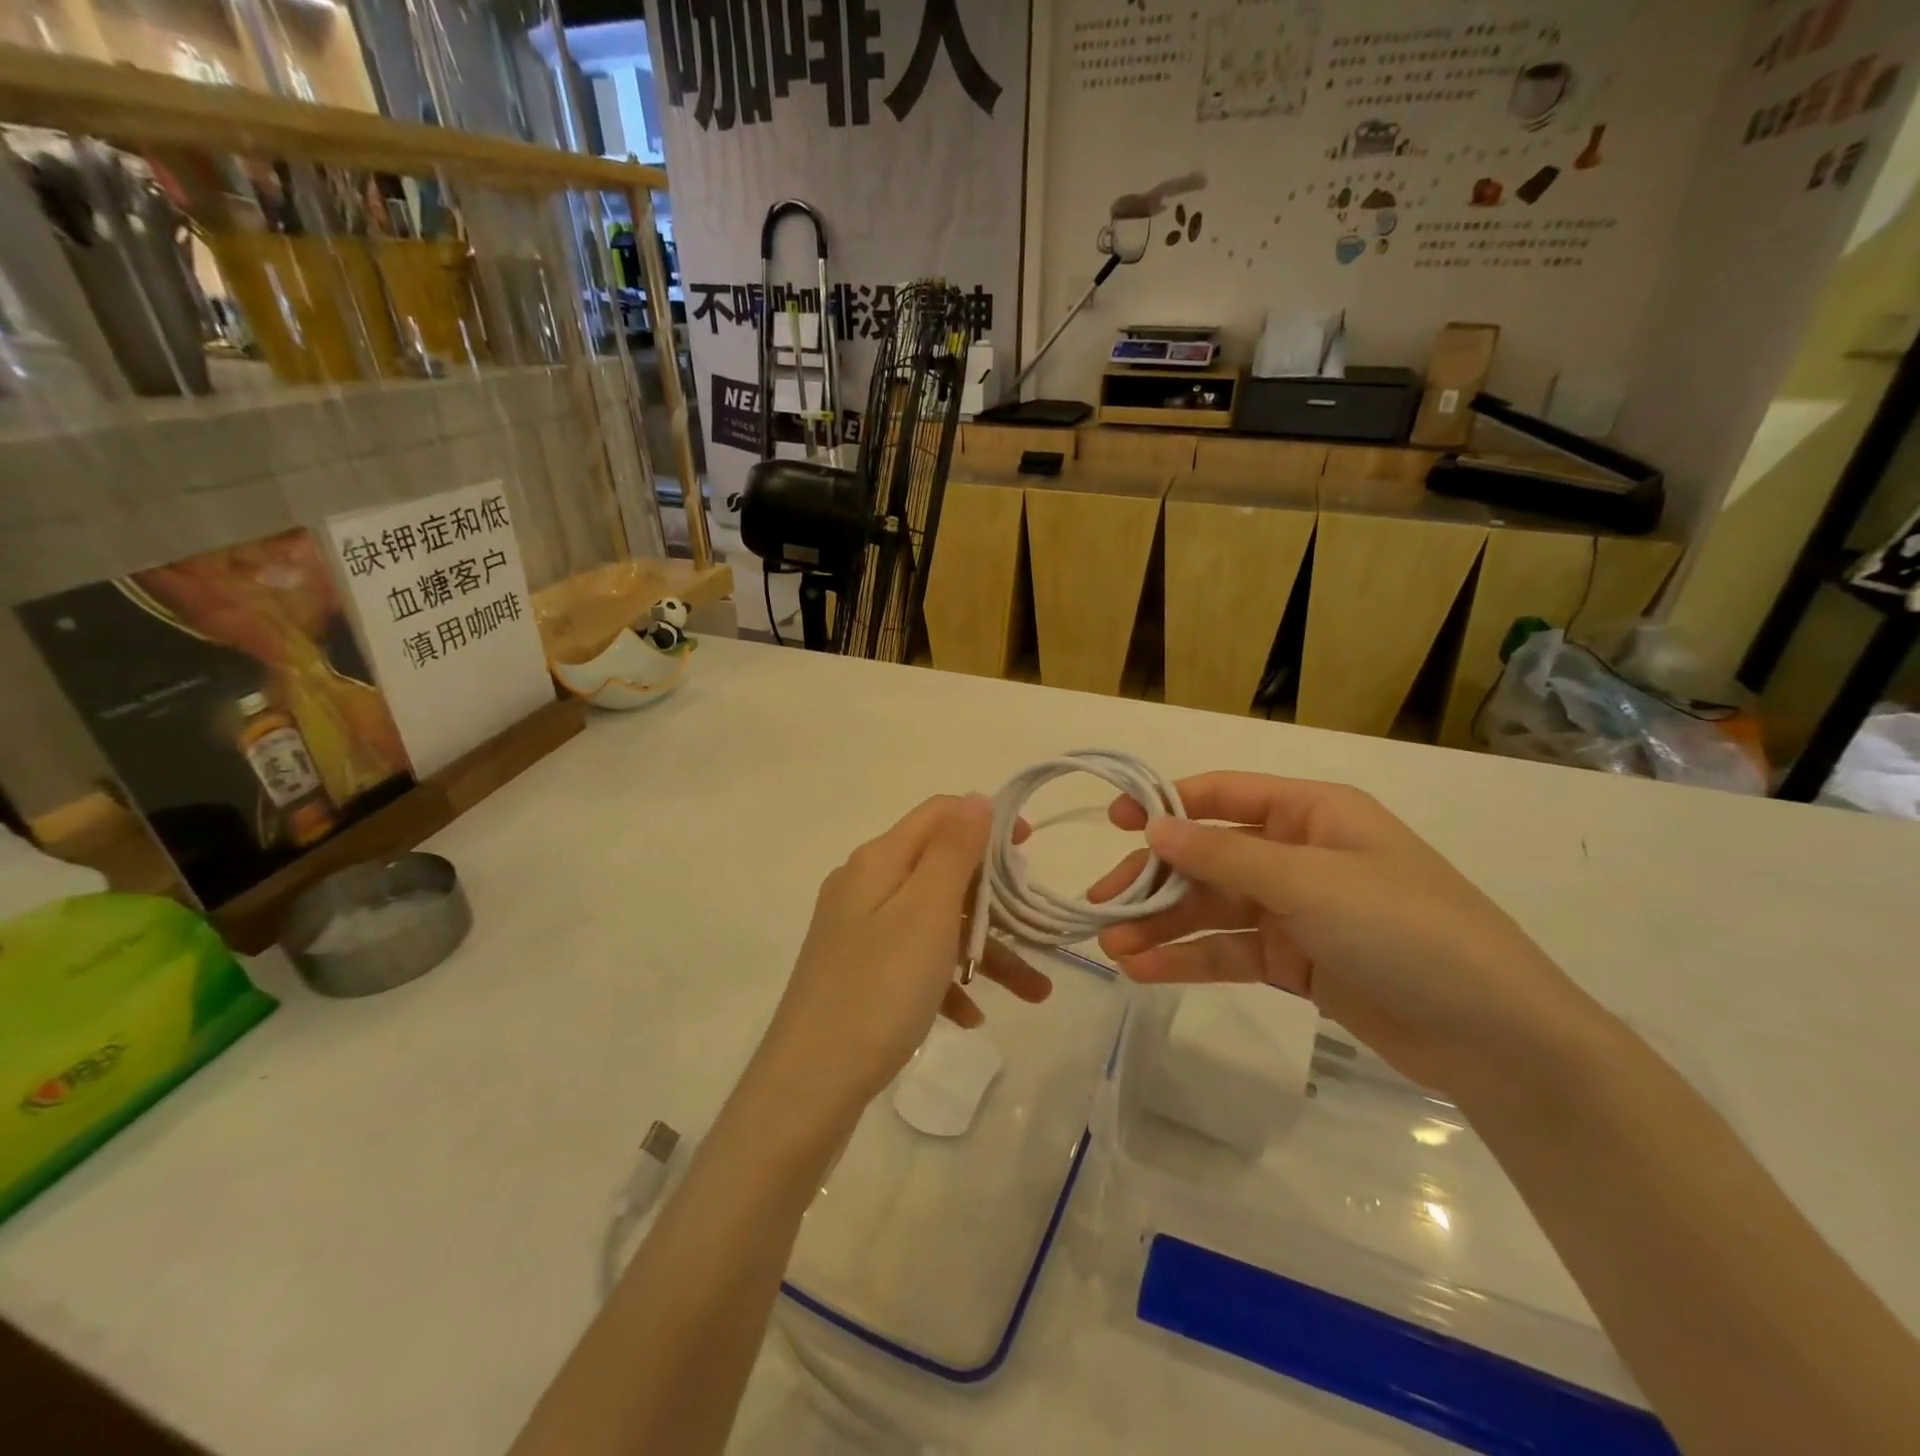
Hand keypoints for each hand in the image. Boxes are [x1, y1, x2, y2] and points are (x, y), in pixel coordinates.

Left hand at [760, 795, 1053, 1114]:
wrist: (809, 1086)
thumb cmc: (878, 990)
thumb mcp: (926, 912)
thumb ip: (954, 850)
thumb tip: (976, 798)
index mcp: (878, 861)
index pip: (939, 815)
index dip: (986, 821)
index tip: (1030, 850)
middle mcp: (866, 887)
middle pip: (942, 871)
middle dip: (995, 900)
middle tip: (1036, 926)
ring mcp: (861, 932)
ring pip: (936, 923)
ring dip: (984, 951)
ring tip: (1035, 992)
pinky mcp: (861, 973)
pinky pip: (916, 962)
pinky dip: (948, 981)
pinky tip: (972, 1016)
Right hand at [1090, 773, 1596, 1095]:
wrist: (1496, 1037)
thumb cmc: (1406, 930)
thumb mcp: (1310, 882)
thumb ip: (1225, 854)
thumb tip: (1154, 826)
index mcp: (1310, 813)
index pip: (1222, 795)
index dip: (1164, 805)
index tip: (1113, 823)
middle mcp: (1297, 853)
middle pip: (1208, 856)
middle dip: (1155, 879)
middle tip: (1102, 904)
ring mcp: (1296, 909)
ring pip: (1213, 909)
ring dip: (1163, 926)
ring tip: (1113, 948)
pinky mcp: (1296, 960)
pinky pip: (1230, 951)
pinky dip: (1190, 960)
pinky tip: (1146, 972)